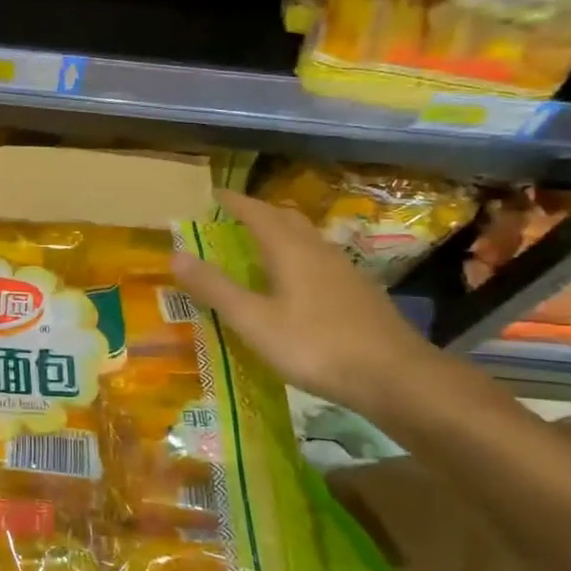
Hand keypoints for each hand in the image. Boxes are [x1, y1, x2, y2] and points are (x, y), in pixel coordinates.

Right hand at [169, 189, 445, 415]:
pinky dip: (299, 259)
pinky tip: (295, 284)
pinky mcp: (359, 293)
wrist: (395, 376)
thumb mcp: (254, 320)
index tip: (214, 194)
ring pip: (307, 239)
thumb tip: (175, 254)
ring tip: (259, 247)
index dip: (234, 202)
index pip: (257, 212)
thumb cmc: (315, 345)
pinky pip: (320, 261)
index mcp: (290, 249)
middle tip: (234, 218)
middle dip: (259, 213)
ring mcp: (344, 271)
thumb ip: (215, 288)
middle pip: (286, 219)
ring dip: (281, 235)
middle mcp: (318, 250)